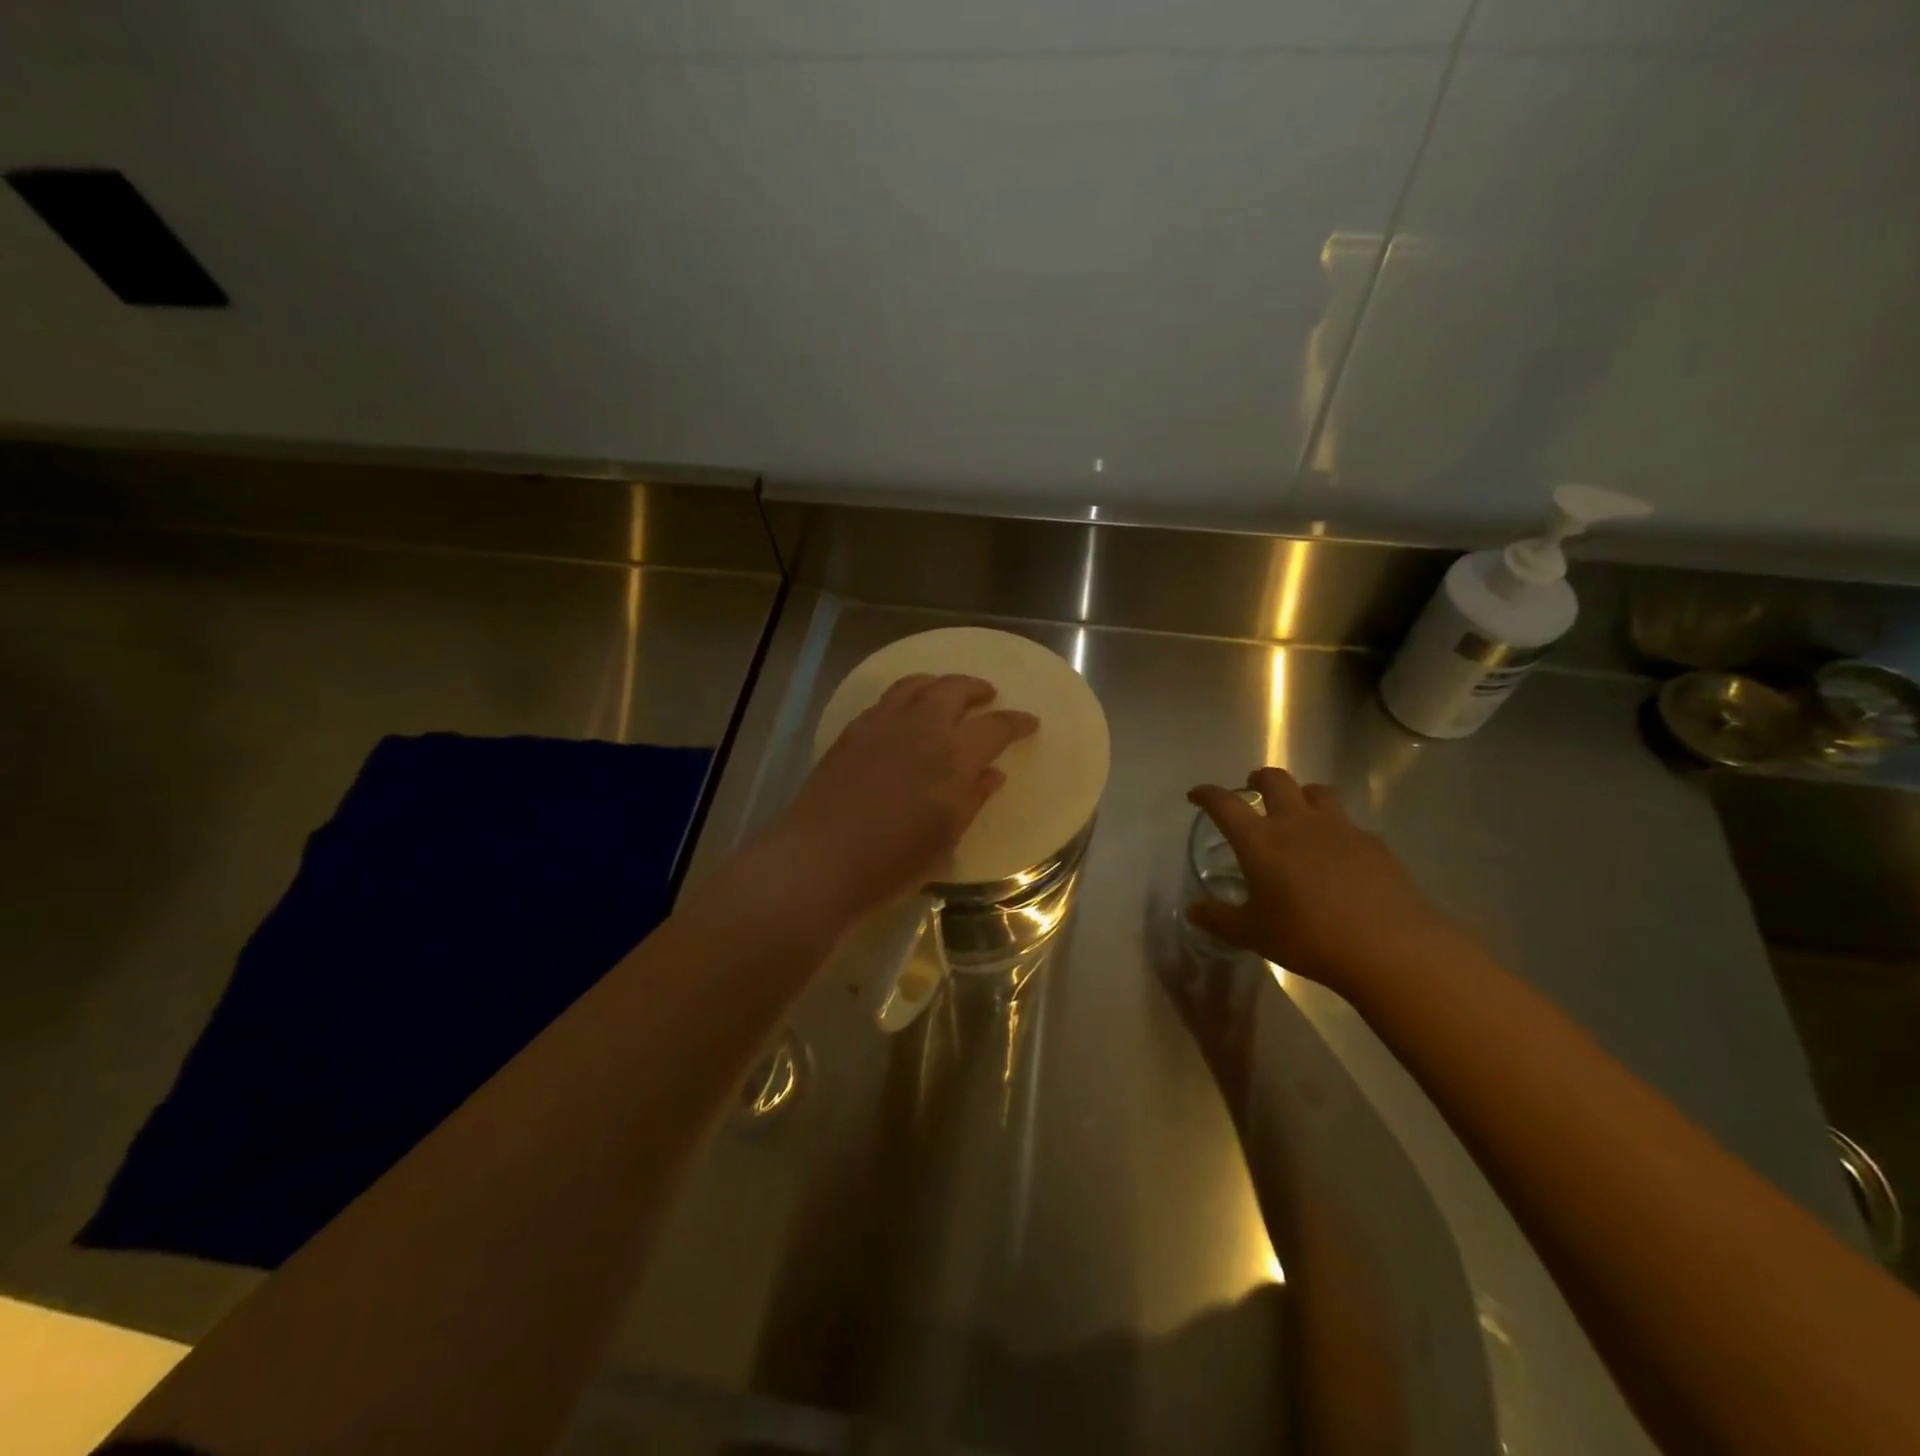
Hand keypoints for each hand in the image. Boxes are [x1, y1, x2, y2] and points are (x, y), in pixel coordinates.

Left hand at [763, 673, 1038, 926]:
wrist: (819, 860)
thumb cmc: (892, 861)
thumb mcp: (945, 838)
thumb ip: (972, 798)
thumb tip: (992, 774)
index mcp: (953, 755)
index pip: (995, 727)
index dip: (1016, 723)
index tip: (1029, 722)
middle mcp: (920, 727)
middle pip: (954, 689)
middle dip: (977, 688)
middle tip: (989, 696)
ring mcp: (881, 724)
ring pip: (916, 684)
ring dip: (940, 683)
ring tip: (948, 692)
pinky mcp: (852, 731)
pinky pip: (887, 699)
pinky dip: (907, 696)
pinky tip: (906, 713)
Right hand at [1186, 766, 1470, 998]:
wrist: (1390, 947)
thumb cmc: (1308, 937)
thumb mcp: (1253, 934)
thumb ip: (1219, 919)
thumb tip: (1193, 911)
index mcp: (1260, 840)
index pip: (1224, 803)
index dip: (1207, 794)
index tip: (1196, 795)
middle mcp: (1296, 823)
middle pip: (1275, 780)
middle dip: (1258, 779)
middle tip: (1251, 789)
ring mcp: (1339, 828)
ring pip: (1316, 791)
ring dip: (1301, 794)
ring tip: (1297, 811)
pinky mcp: (1372, 843)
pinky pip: (1347, 822)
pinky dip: (1334, 827)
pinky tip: (1337, 853)